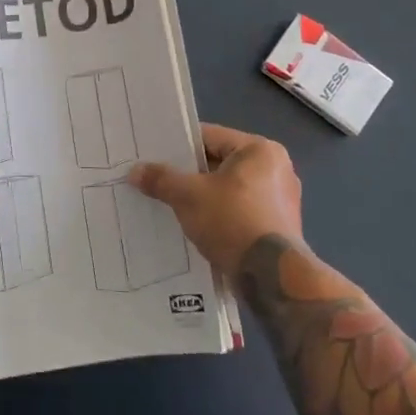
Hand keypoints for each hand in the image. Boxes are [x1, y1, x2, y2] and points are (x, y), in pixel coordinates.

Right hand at [129, 123, 302, 274]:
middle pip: (220, 163)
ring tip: (172, 205)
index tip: (154, 156)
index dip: (178, 146)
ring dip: (204, 197)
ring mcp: (281, 200)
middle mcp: (277, 169)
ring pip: (229, 190)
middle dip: (190, 175)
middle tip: (159, 181)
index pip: (210, 137)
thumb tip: (134, 171)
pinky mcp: (279, 227)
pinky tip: (196, 227)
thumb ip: (161, 179)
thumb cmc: (232, 221)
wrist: (271, 277)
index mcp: (260, 150)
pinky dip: (220, 216)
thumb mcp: (188, 196)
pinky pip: (240, 211)